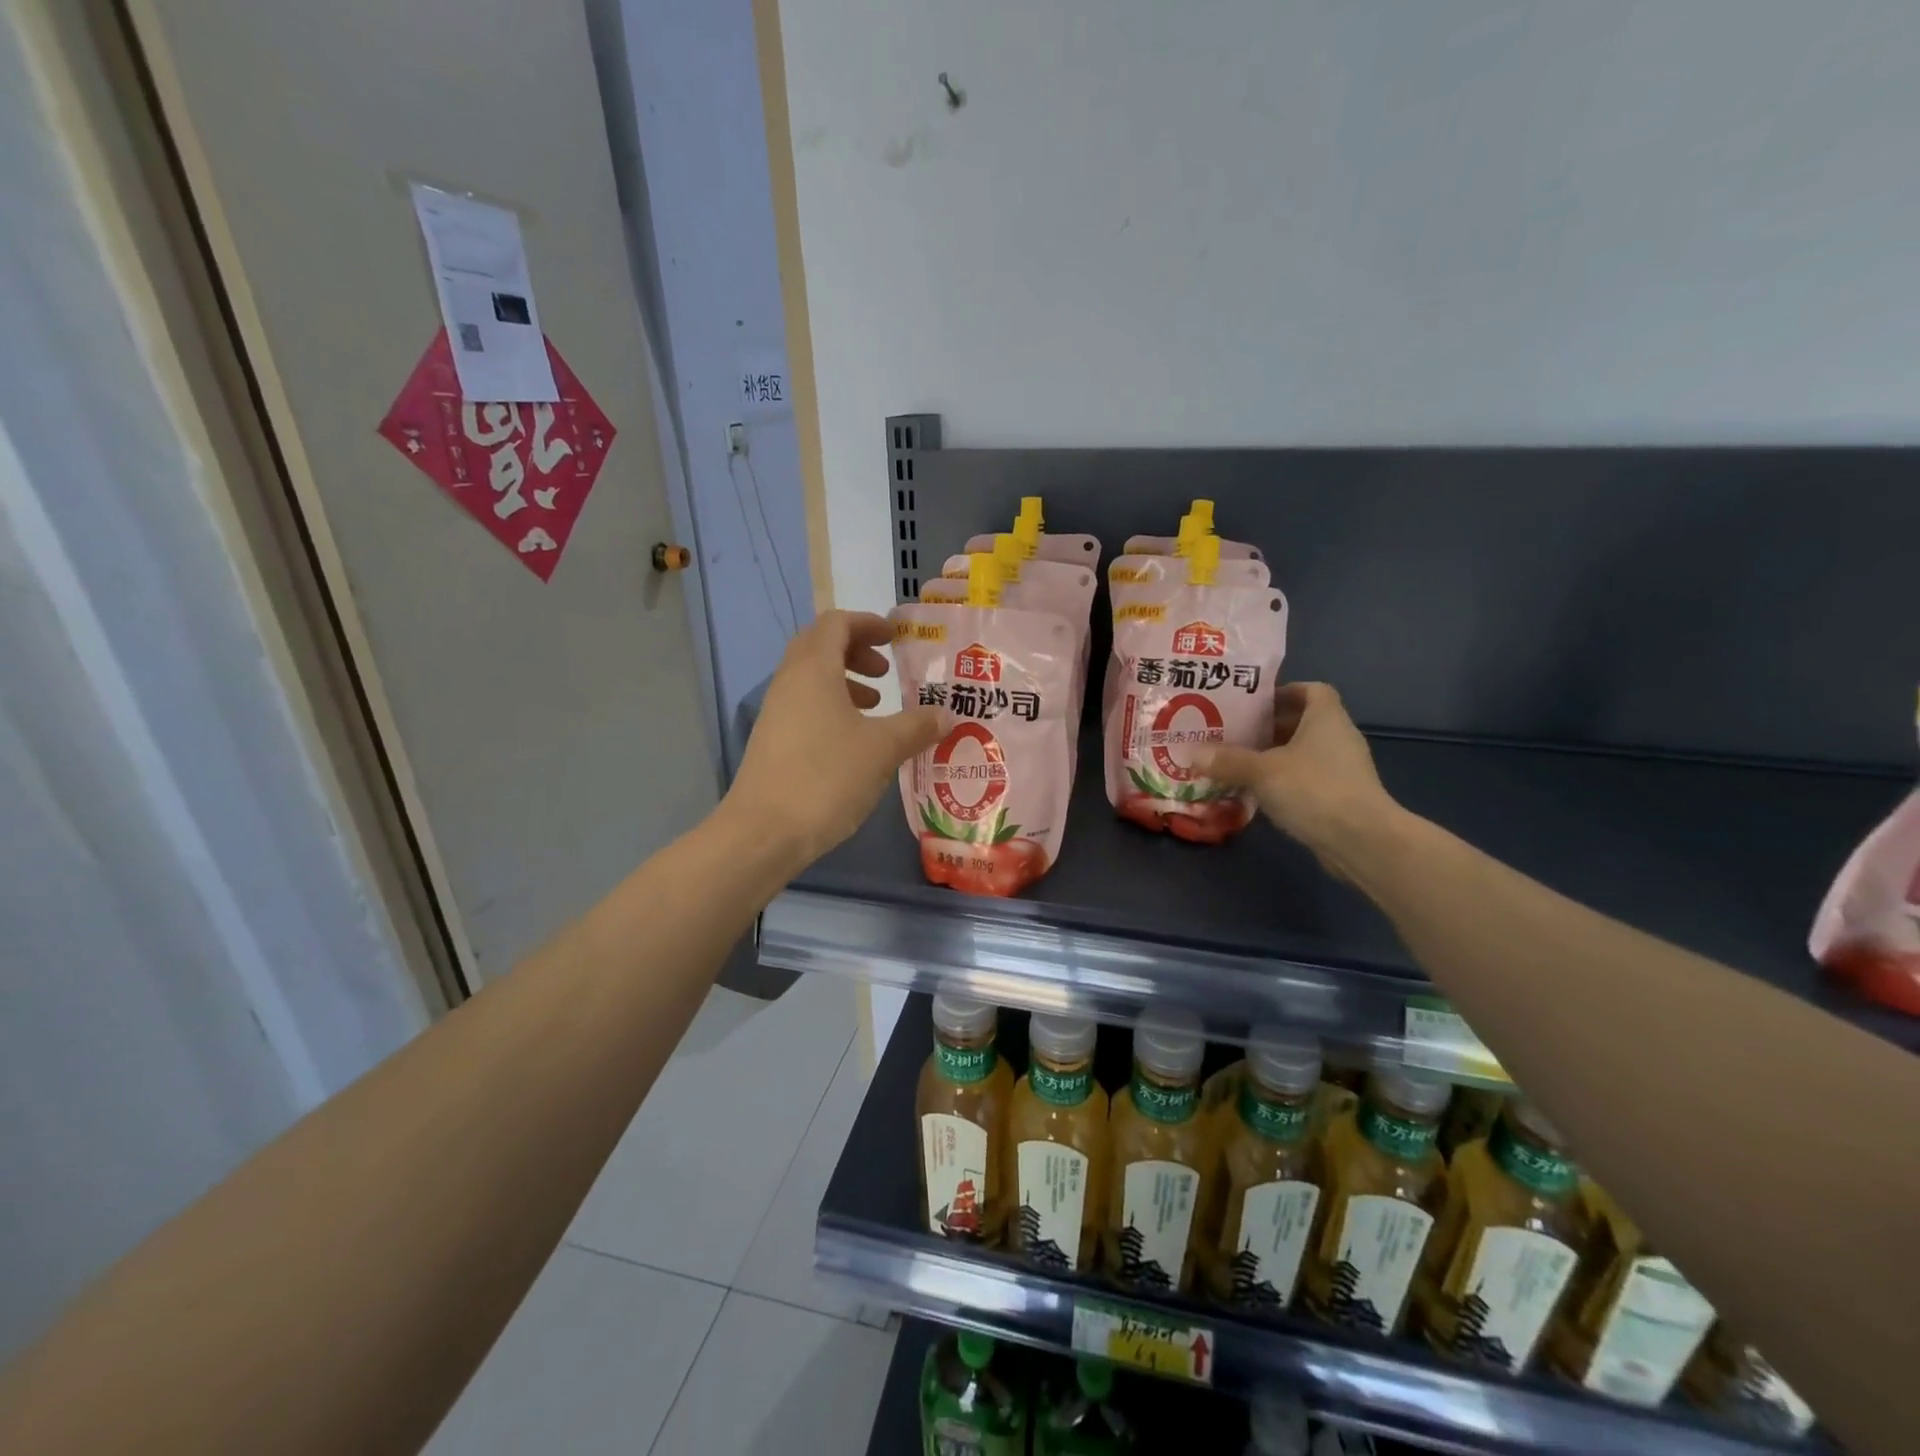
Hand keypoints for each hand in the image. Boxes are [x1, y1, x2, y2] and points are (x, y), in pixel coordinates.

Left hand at [723, 611, 941, 868]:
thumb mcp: (882, 749)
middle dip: (856, 650)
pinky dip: (832, 707)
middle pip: (820, 646)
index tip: (895, 637)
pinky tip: (855, 740)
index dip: (868, 623)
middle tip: (886, 671)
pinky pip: (805, 706)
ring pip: (812, 679)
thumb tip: (945, 715)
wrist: (764, 832)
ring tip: (876, 705)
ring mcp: (776, 712)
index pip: (836, 623)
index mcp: (813, 669)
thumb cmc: (827, 777)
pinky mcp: (773, 741)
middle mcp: (789, 682)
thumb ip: (916, 726)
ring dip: (845, 681)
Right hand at [1199, 682, 1403, 879]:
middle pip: (1303, 722)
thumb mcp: (1261, 771)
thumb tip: (1192, 753)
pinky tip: (1257, 793)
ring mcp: (1343, 769)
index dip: (1284, 691)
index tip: (1254, 703)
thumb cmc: (1314, 789)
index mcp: (1326, 718)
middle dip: (1269, 726)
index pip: (1311, 690)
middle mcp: (1338, 738)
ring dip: (1274, 756)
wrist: (1361, 841)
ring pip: (1303, 753)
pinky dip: (1284, 781)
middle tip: (1234, 733)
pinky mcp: (1341, 797)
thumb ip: (1227, 760)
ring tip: (1238, 763)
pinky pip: (1307, 779)